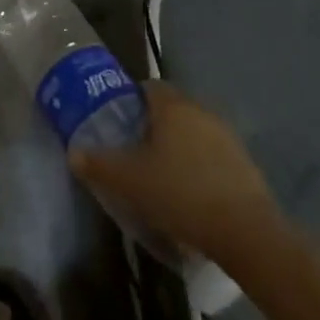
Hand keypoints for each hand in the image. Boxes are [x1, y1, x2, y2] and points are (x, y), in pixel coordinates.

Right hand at [71, 82, 285, 268]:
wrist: (246, 232)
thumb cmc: (180, 193)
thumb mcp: (129, 181)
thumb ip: (98, 165)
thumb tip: (73, 153)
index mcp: (173, 107)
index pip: (148, 87)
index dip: (130, 101)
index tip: (118, 123)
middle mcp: (201, 111)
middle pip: (171, 109)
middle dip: (153, 125)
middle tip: (134, 151)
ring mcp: (227, 136)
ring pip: (194, 132)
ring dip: (178, 146)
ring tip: (161, 175)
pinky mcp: (245, 163)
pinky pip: (213, 155)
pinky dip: (199, 166)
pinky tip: (190, 193)